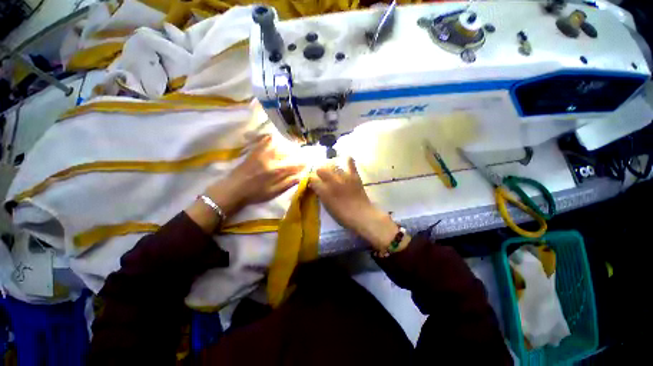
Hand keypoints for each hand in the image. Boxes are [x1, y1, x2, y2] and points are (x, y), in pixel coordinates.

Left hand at [187, 135, 304, 232]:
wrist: (233, 189)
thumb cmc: (255, 193)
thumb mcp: (274, 192)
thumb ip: (289, 183)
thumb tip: (301, 176)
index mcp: (277, 170)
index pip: (296, 164)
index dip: (303, 163)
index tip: (308, 162)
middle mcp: (271, 158)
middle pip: (289, 152)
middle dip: (297, 153)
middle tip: (300, 155)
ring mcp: (262, 153)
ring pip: (279, 144)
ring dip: (287, 145)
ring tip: (290, 149)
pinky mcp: (255, 150)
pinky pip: (265, 140)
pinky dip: (272, 138)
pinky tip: (276, 140)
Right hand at [309, 157, 397, 250]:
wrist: (361, 215)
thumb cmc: (342, 215)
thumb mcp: (327, 207)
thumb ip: (321, 195)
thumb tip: (316, 188)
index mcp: (324, 191)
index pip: (313, 180)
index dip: (311, 181)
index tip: (311, 183)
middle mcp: (332, 181)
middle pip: (321, 170)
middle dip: (318, 172)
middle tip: (320, 176)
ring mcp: (344, 177)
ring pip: (333, 167)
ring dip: (330, 168)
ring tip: (331, 171)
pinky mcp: (354, 176)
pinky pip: (350, 164)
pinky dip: (348, 160)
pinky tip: (346, 158)